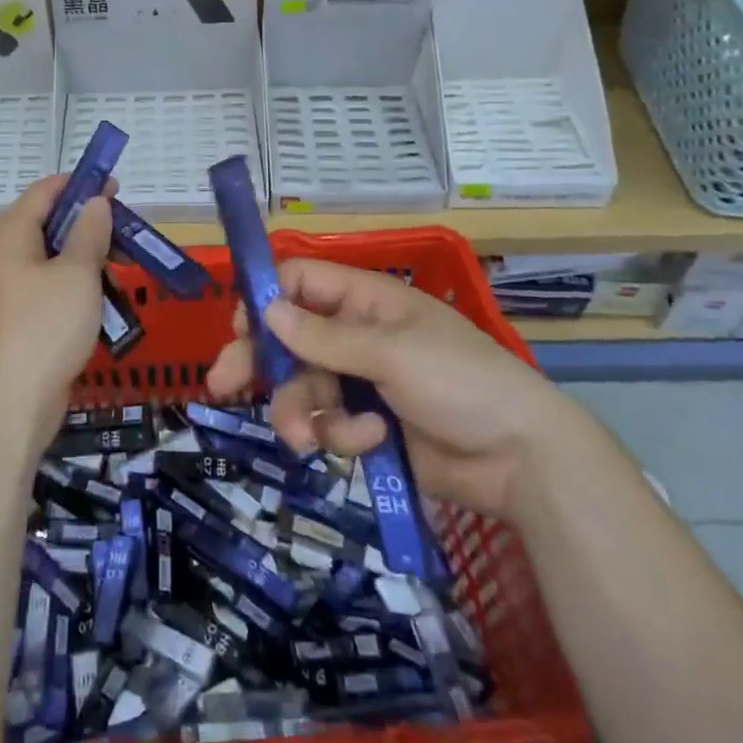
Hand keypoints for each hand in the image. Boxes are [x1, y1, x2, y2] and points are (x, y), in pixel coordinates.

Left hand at [0, 174, 114, 442]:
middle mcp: (8, 255)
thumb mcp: (77, 272)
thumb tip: (95, 201)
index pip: (46, 191)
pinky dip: (82, 288)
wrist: (13, 404)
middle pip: (53, 224)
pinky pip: (57, 288)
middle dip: (93, 225)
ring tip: (124, 273)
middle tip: (130, 234)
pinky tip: (108, 303)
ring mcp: (15, 289)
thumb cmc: (47, 327)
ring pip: (59, 259)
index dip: (81, 184)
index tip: (117, 186)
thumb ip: (90, 231)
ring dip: (92, 260)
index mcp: (13, 234)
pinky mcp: (25, 318)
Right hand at [206, 259, 591, 517]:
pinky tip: (368, 444)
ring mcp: (360, 382)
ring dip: (299, 412)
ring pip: (301, 387)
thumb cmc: (462, 383)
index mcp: (366, 301)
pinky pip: (327, 424)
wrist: (521, 461)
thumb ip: (325, 337)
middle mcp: (356, 335)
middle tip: (220, 383)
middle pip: (289, 338)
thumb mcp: (392, 352)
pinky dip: (340, 435)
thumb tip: (267, 310)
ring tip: (306, 439)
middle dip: (258, 361)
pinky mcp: (366, 427)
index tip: (239, 325)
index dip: (268, 298)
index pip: (302, 282)